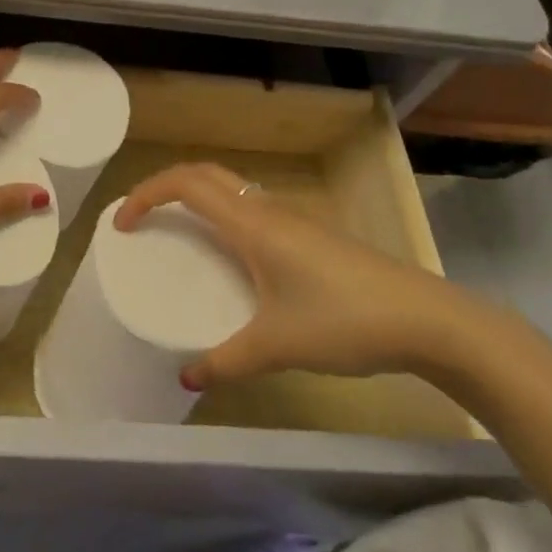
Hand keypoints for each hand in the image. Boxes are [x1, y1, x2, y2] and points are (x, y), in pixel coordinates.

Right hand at [115, 162, 490, 388]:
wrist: (427, 320)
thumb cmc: (345, 321)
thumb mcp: (278, 346)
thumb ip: (227, 361)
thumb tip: (186, 378)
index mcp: (252, 223)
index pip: (186, 184)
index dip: (146, 194)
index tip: (123, 225)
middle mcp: (268, 209)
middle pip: (205, 174)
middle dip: (165, 186)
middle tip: (142, 218)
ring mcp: (294, 219)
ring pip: (232, 188)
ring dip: (197, 197)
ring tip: (178, 233)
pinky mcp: (311, 235)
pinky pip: (252, 208)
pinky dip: (224, 215)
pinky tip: (231, 257)